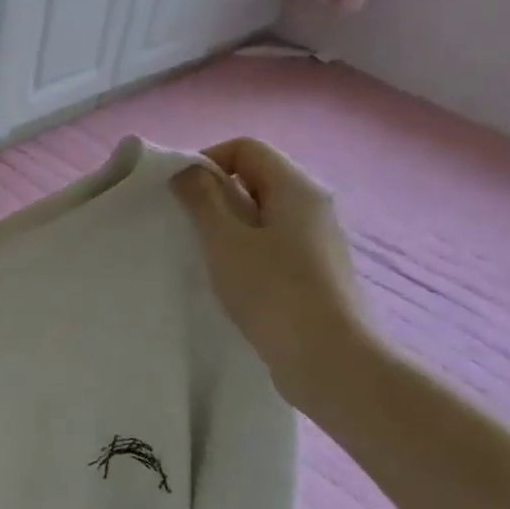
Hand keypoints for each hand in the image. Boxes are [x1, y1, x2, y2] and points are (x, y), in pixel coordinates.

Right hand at [172, 138, 374, 409]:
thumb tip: (188, 171)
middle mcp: (312, 206)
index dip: (207, 160)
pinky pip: (271, 242)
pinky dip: (245, 249)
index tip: (179, 194)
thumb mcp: (225, 241)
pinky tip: (230, 279)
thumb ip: (203, 200)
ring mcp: (316, 240)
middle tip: (185, 224)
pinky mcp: (314, 271)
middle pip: (255, 178)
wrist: (330, 360)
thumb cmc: (273, 292)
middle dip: (214, 194)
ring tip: (204, 254)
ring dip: (227, 225)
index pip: (246, 148)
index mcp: (296, 188)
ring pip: (262, 213)